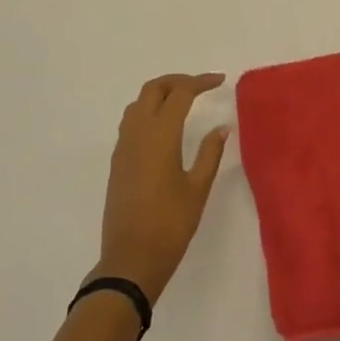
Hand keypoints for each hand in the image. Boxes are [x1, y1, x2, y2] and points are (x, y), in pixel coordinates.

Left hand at [91, 73, 230, 305]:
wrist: (130, 259)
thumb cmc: (170, 225)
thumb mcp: (198, 188)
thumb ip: (210, 153)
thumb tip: (221, 127)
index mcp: (160, 135)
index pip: (180, 93)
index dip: (201, 82)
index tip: (220, 81)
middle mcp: (137, 133)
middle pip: (153, 89)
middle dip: (177, 81)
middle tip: (201, 87)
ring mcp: (123, 147)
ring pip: (138, 103)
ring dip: (160, 94)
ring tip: (183, 103)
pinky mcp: (118, 162)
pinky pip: (130, 122)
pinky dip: (148, 112)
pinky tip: (164, 129)